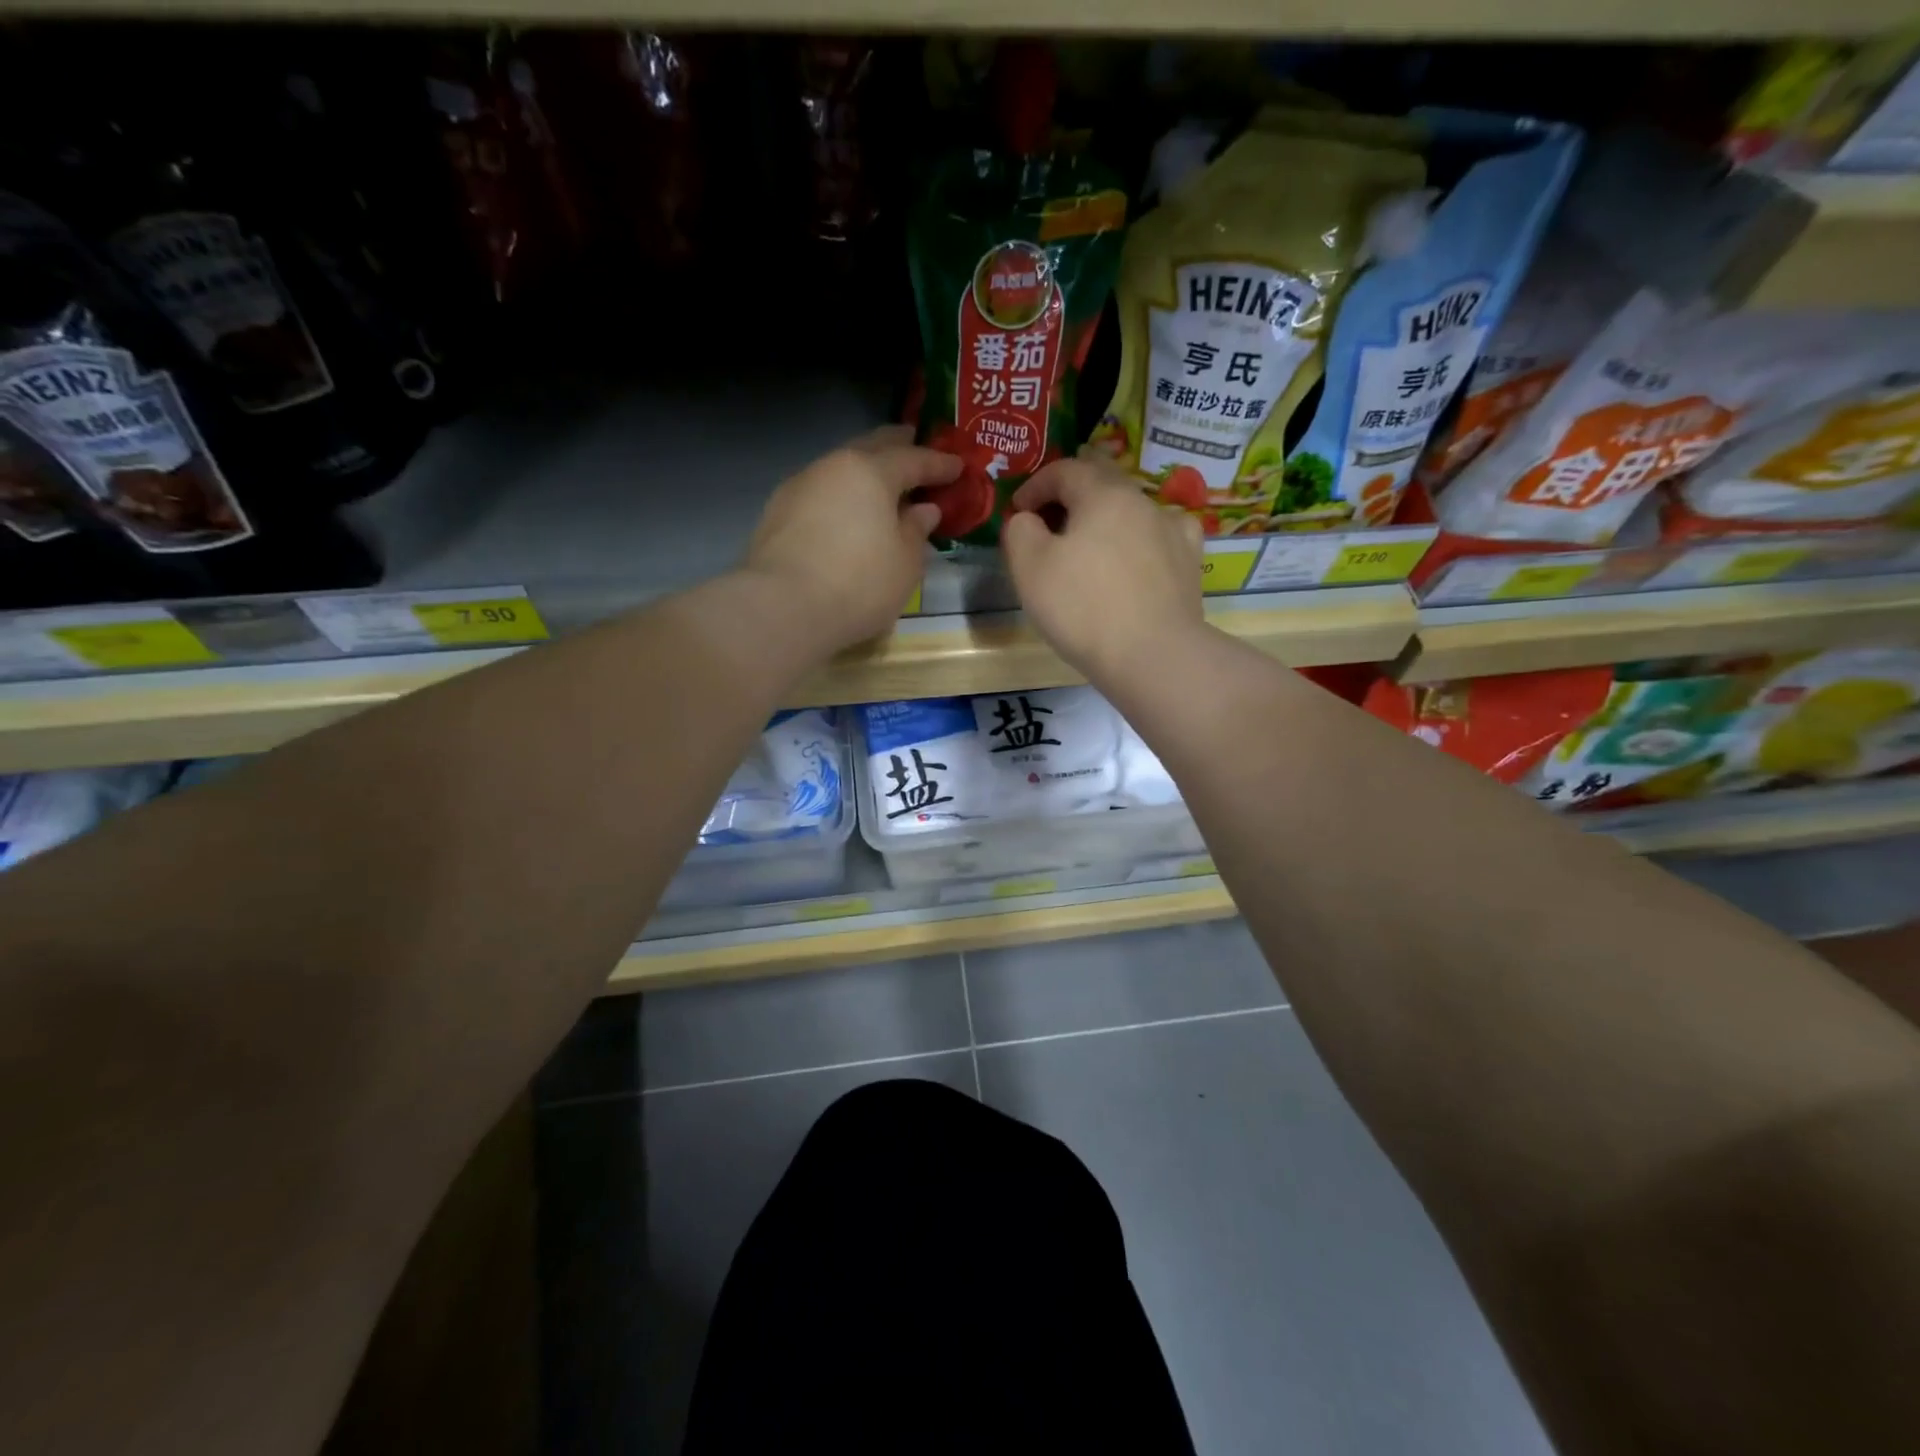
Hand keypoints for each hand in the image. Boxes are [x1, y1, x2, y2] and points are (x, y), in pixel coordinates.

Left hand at [743, 426, 958, 650]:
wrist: (783, 608)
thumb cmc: (859, 583)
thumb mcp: (905, 563)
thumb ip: (916, 530)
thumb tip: (922, 509)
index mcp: (870, 471)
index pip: (913, 459)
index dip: (939, 463)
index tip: (959, 466)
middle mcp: (832, 467)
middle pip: (871, 447)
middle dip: (897, 446)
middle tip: (916, 445)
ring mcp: (799, 487)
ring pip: (840, 469)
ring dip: (864, 472)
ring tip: (881, 485)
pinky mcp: (776, 513)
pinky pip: (820, 493)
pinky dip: (840, 496)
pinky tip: (846, 512)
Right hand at [1002, 459, 1204, 681]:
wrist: (1153, 656)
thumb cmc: (1083, 608)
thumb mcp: (1030, 567)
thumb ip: (1020, 530)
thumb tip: (1028, 519)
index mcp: (1104, 494)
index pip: (1064, 470)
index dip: (1034, 486)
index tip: (1018, 511)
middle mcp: (1143, 501)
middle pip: (1102, 484)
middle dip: (1070, 499)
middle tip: (1049, 526)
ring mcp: (1174, 531)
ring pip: (1132, 511)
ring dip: (1105, 521)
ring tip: (1090, 549)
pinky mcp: (1190, 564)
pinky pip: (1161, 538)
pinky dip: (1141, 541)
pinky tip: (1136, 560)